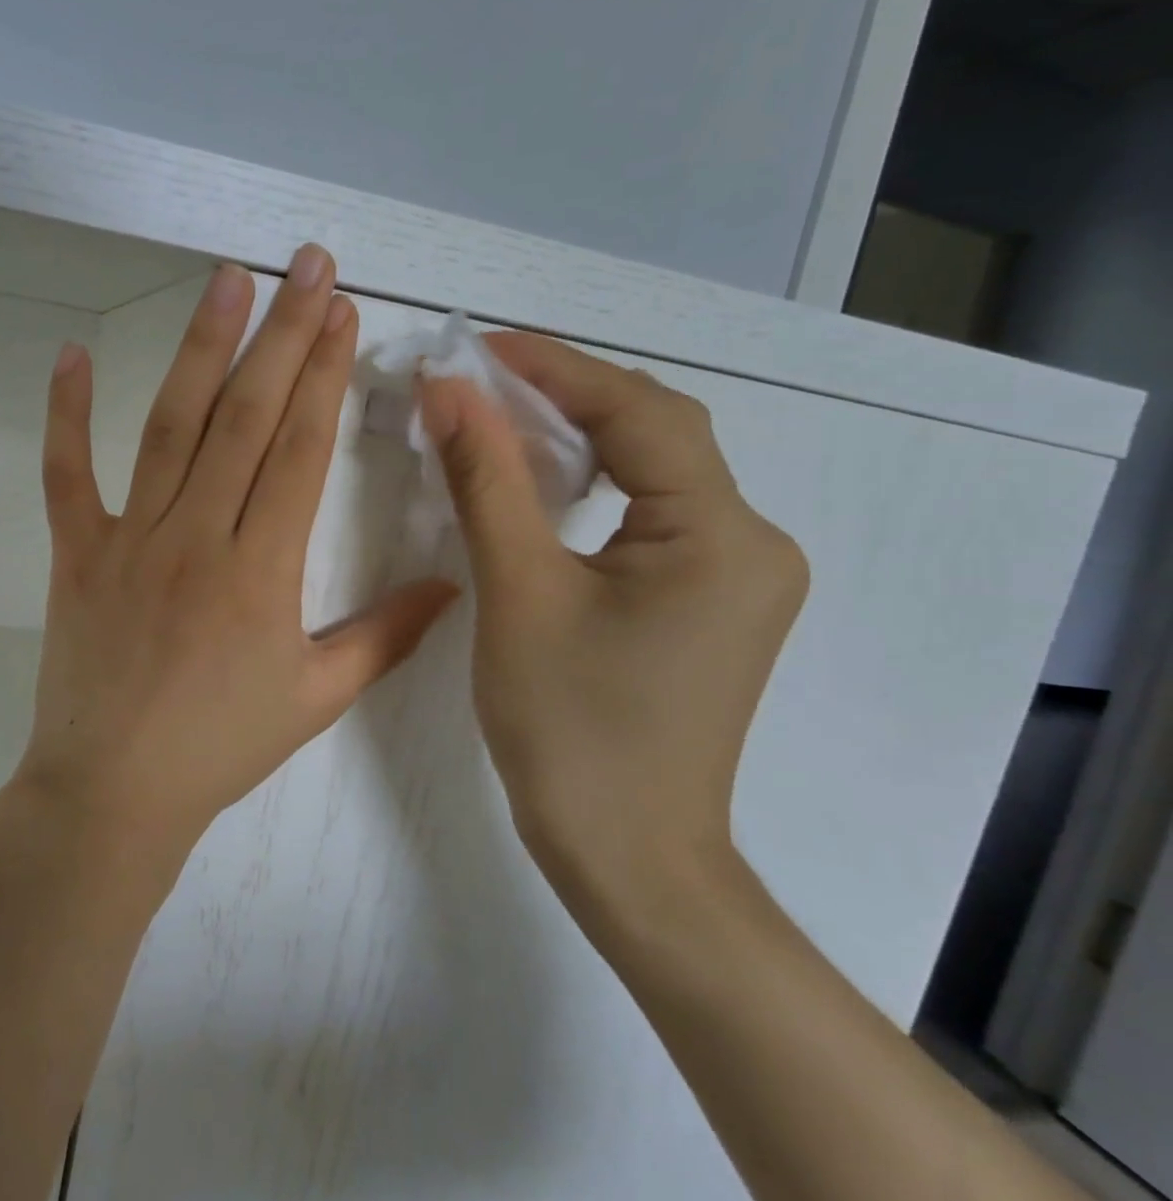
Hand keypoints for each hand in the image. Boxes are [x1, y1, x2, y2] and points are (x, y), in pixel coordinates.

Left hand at [17, 247, 459, 865]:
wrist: (114, 791)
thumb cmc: (220, 747)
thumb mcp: (316, 699)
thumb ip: (387, 637)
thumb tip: (451, 585)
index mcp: (263, 569)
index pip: (301, 448)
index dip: (326, 374)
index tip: (343, 313)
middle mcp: (198, 535)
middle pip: (247, 416)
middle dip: (283, 334)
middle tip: (307, 264)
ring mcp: (130, 538)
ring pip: (171, 425)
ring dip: (201, 347)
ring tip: (227, 280)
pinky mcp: (76, 552)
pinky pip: (66, 474)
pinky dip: (65, 414)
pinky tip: (71, 353)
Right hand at [419, 335, 808, 928]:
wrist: (625, 855)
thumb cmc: (568, 729)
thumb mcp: (517, 592)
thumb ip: (487, 480)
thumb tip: (448, 389)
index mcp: (721, 537)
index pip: (641, 414)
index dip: (557, 368)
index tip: (479, 346)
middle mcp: (751, 542)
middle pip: (656, 435)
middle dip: (568, 396)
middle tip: (482, 376)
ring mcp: (737, 575)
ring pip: (654, 473)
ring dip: (579, 436)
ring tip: (500, 415)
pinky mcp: (710, 601)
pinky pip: (650, 514)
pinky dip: (593, 484)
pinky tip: (542, 480)